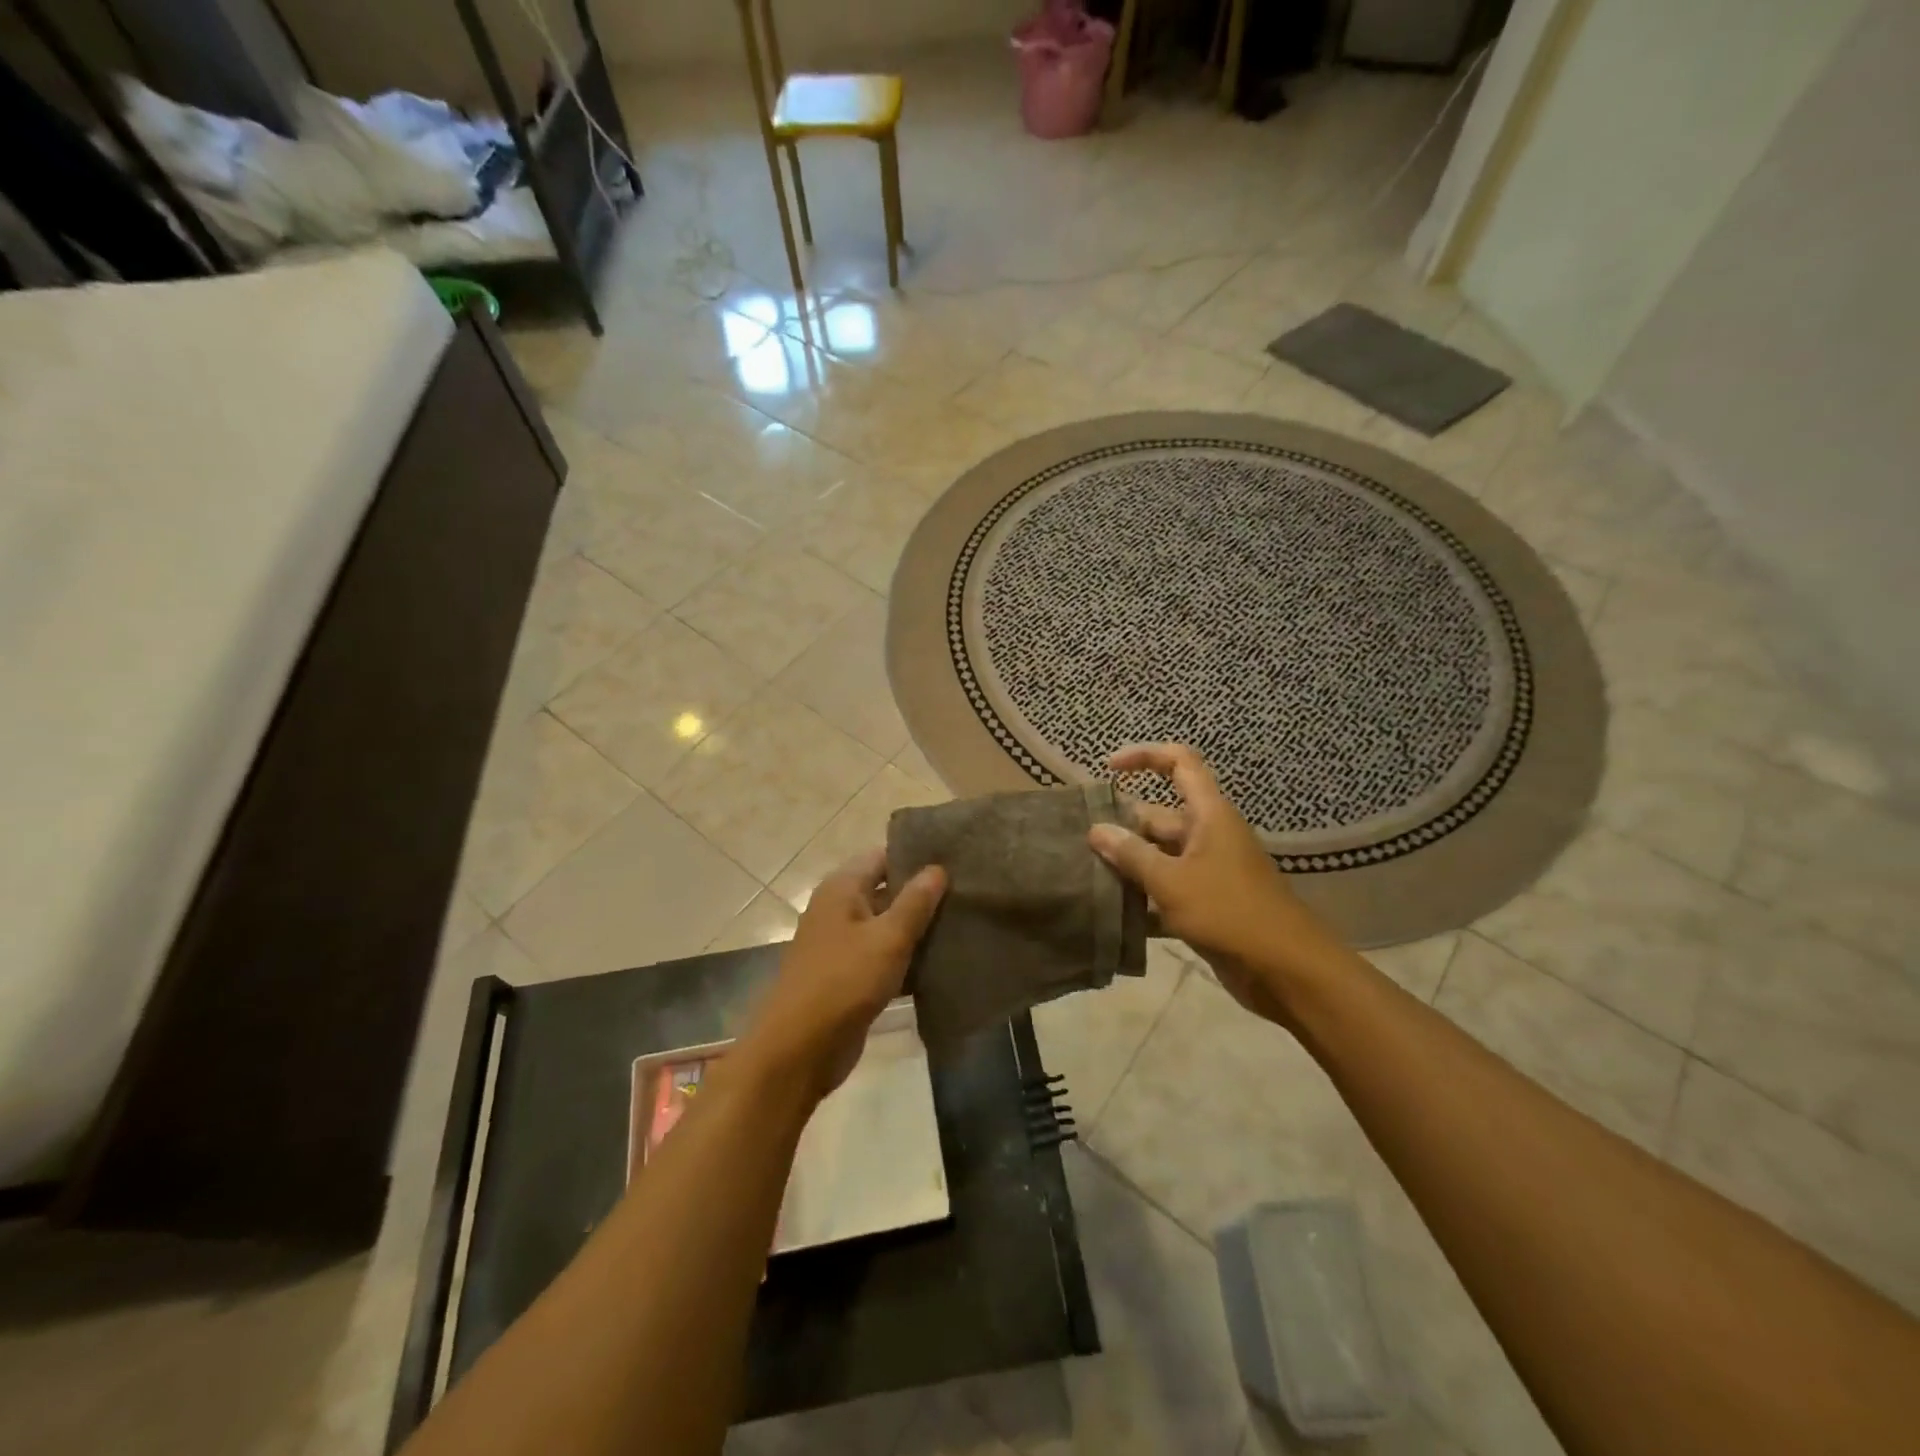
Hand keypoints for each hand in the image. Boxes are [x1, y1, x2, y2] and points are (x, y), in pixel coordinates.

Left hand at [737, 849, 945, 1099]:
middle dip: (923, 893)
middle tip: (967, 893)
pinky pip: (883, 956)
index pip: (883, 856)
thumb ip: (915, 902)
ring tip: (964, 924)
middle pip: (886, 889)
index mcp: (842, 888)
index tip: (955, 859)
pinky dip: (907, 957)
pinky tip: (943, 962)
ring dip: (918, 928)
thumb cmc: (844, 981)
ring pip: (887, 925)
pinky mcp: (849, 975)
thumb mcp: (888, 938)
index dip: (916, 856)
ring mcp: (842, 943)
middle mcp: (839, 909)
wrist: (800, 1048)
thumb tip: (937, 868)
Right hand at [1087, 743, 1342, 1026]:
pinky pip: (1168, 889)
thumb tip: (1096, 829)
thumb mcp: (1172, 881)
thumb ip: (1132, 855)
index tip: (1108, 769)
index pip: (1179, 764)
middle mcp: (1208, 835)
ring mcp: (1209, 871)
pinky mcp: (1207, 904)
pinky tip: (1112, 913)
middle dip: (1122, 826)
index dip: (1144, 757)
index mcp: (1209, 814)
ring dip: (1129, 865)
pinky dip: (1144, 898)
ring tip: (1086, 875)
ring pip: (1160, 856)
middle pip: (1159, 817)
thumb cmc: (1229, 912)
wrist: (1285, 970)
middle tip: (1079, 842)